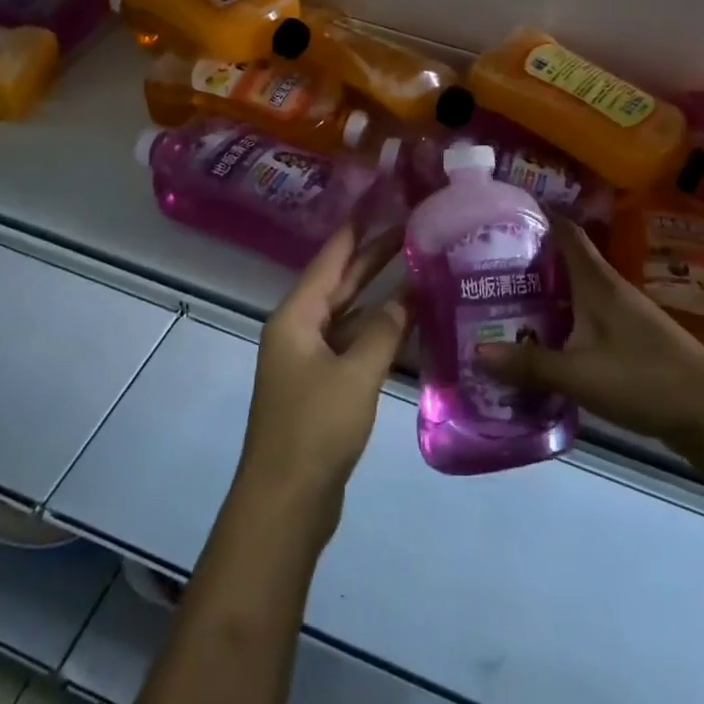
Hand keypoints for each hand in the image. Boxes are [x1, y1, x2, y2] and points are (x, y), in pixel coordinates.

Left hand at [236, 223, 406, 539]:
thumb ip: (383, 331)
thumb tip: (406, 297)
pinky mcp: (322, 386)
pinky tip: (407, 322)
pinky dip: (377, 330)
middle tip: (413, 228)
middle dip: (373, 256)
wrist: (286, 503)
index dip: (356, 228)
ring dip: (379, 294)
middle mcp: (299, 330)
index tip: (382, 200)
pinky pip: (353, 344)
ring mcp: (309, 359)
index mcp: (296, 317)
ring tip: (418, 267)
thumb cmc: (314, 429)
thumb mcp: (355, 375)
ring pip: (349, 314)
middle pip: (340, 282)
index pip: (330, 258)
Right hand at [477, 216, 703, 451]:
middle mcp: (610, 289)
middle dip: (529, 257)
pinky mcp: (631, 338)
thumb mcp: (580, 374)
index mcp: (598, 282)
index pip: (566, 231)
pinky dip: (561, 318)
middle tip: (486, 264)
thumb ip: (530, 364)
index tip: (504, 208)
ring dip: (545, 290)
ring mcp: (624, 313)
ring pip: (575, 290)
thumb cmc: (644, 379)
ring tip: (504, 300)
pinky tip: (543, 338)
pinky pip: (585, 315)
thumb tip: (477, 351)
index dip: (538, 214)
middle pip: (565, 260)